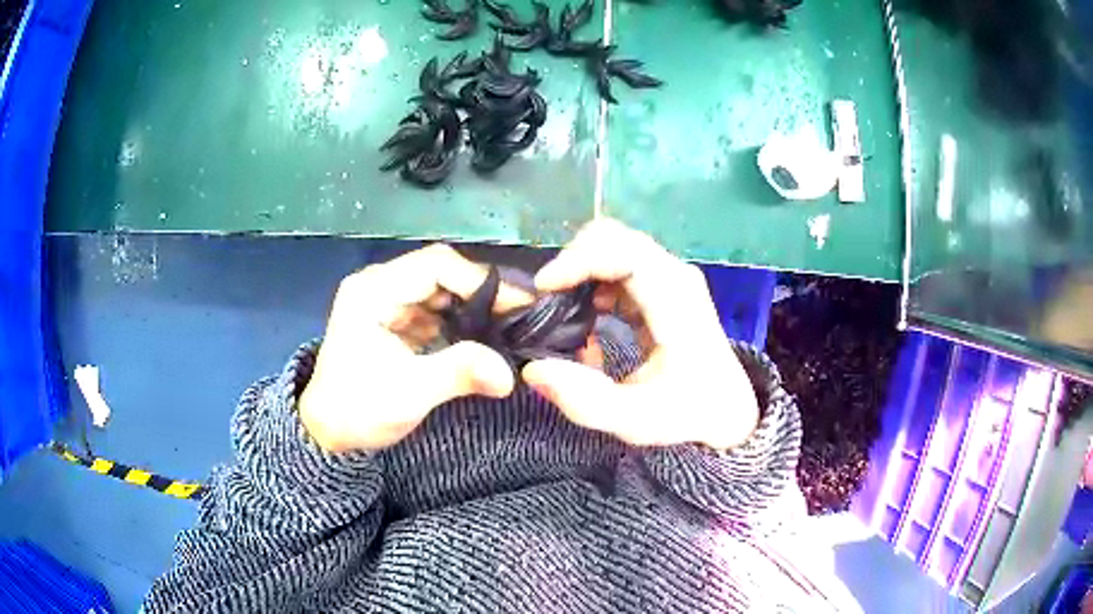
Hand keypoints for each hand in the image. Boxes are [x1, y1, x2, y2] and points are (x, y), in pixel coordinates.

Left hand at [300, 244, 531, 452]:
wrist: (327, 433)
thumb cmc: (358, 410)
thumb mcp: (409, 393)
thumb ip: (459, 373)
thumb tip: (509, 373)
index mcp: (373, 291)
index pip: (436, 265)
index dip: (481, 280)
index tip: (520, 305)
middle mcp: (379, 285)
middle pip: (441, 272)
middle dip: (482, 293)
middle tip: (521, 316)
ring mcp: (386, 301)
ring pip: (441, 290)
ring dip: (473, 307)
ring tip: (508, 326)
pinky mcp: (393, 319)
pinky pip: (434, 310)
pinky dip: (460, 321)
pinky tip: (482, 338)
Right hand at [522, 219, 759, 450]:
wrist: (726, 409)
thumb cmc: (688, 413)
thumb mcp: (636, 420)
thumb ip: (585, 401)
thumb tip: (533, 369)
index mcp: (677, 302)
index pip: (626, 253)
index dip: (580, 260)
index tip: (545, 288)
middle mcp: (674, 277)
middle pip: (615, 238)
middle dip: (573, 262)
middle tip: (547, 303)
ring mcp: (668, 277)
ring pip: (612, 247)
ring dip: (580, 273)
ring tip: (562, 315)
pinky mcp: (659, 286)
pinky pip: (616, 266)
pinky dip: (591, 283)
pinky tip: (586, 321)